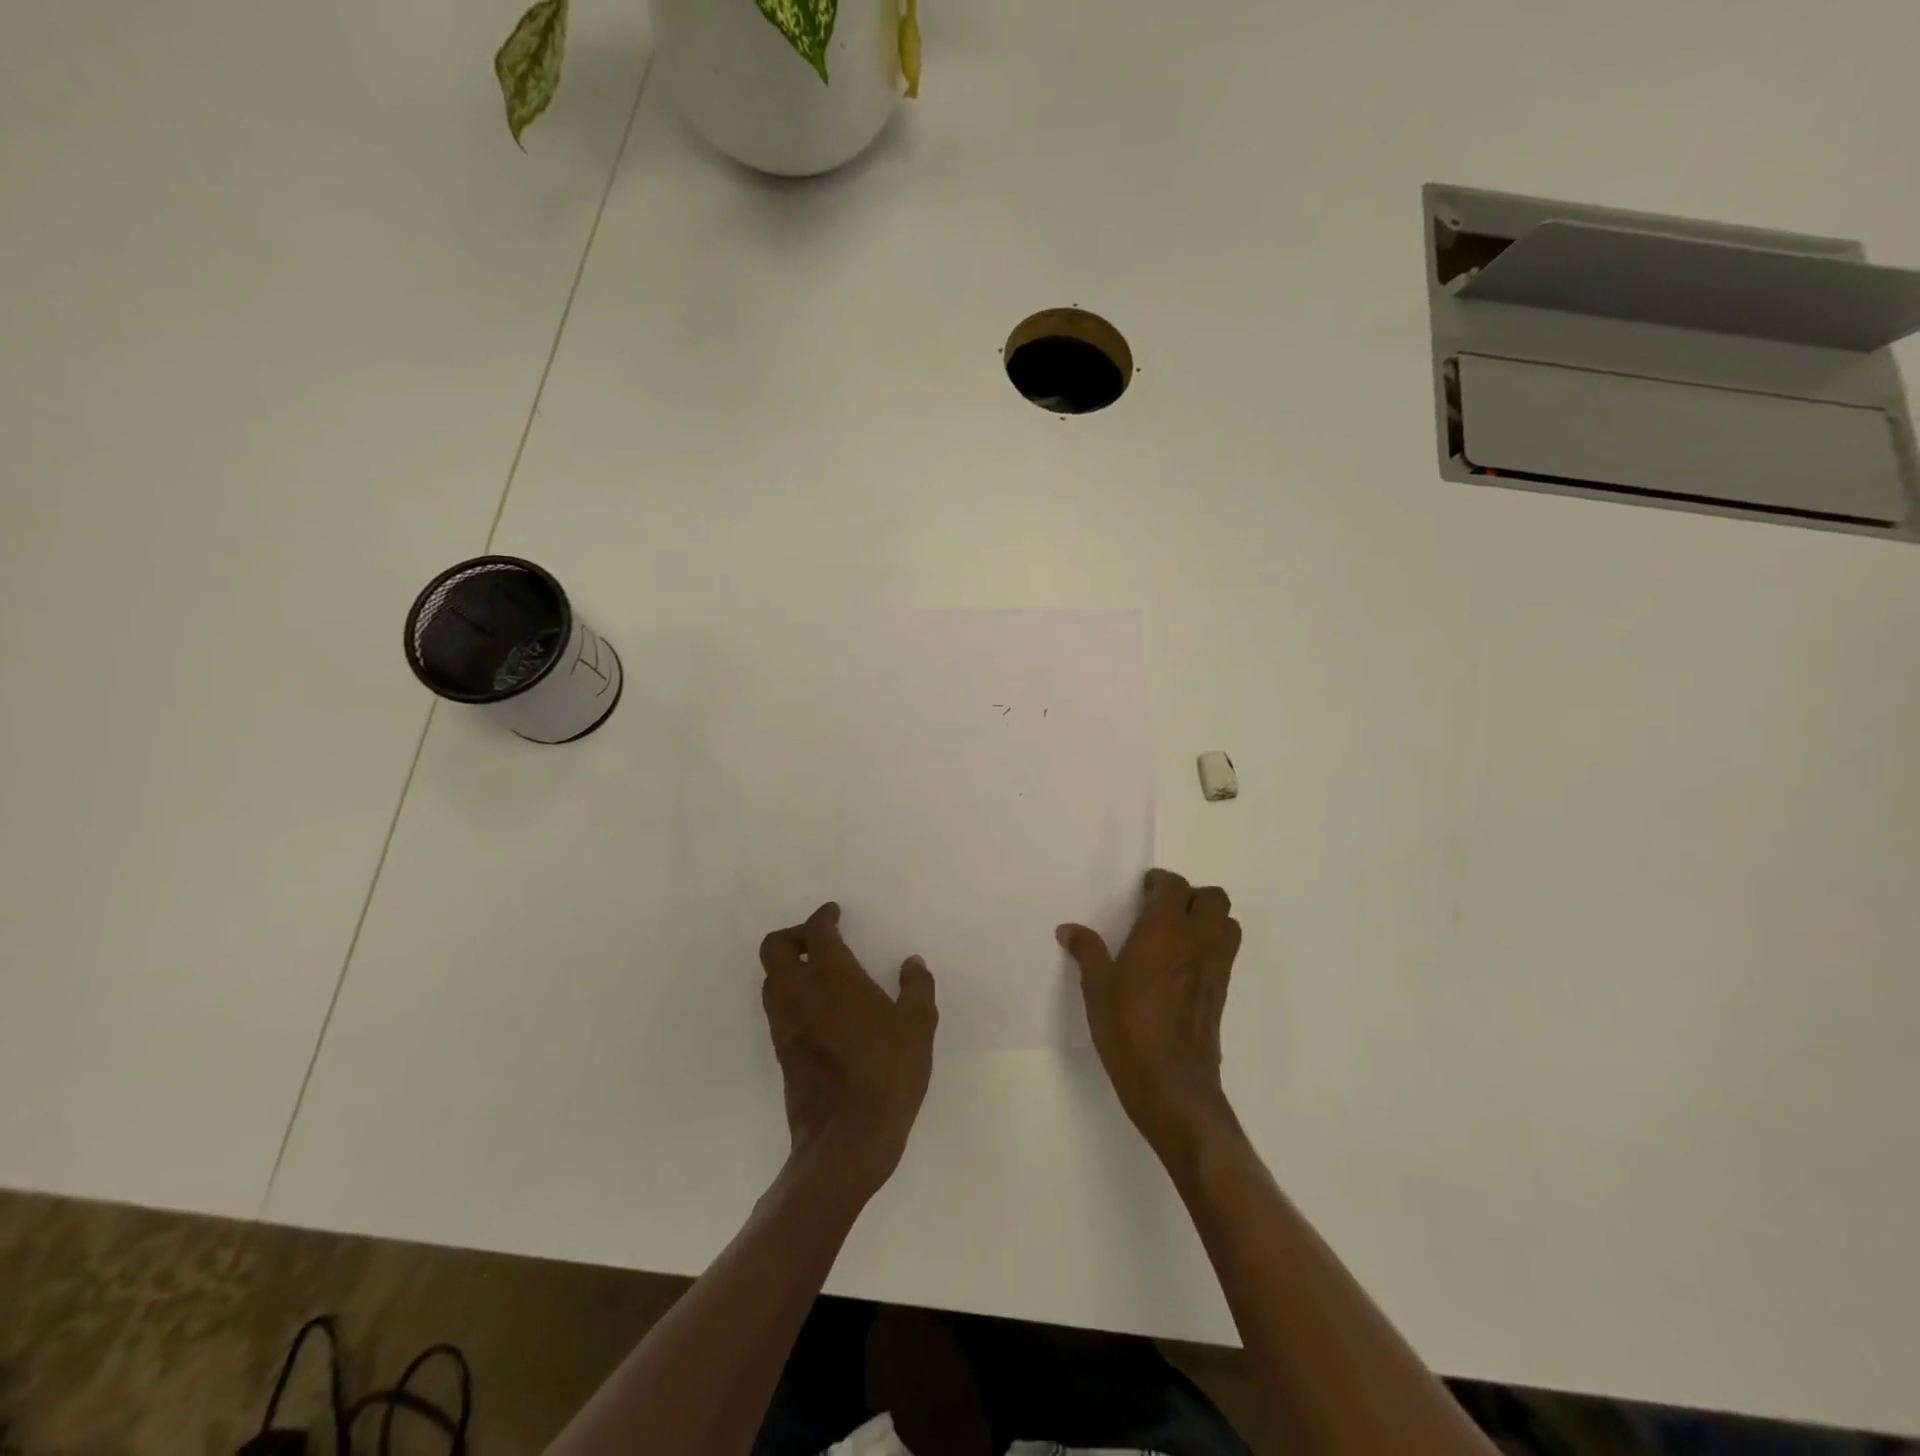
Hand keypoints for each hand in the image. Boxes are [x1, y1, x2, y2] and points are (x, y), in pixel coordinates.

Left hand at [759, 902, 937, 1200]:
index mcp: (833, 977)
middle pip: (776, 948)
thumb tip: (912, 963)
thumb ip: (916, 988)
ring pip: (770, 978)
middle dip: (794, 935)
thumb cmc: (887, 1074)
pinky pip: (777, 1008)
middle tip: (820, 939)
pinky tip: (818, 1009)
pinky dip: (790, 994)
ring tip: (818, 972)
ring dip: (788, 966)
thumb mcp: (918, 1027)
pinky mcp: (781, 1052)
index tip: (834, 913)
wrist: (846, 1141)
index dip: (823, 916)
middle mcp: (800, 993)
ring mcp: (785, 1024)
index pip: (816, 931)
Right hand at [1058, 869, 1241, 1154]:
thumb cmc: (1128, 1029)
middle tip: (1162, 910)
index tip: (1142, 891)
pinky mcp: (1222, 991)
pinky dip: (1211, 945)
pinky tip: (1182, 966)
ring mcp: (1215, 967)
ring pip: (1227, 922)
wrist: (1172, 1084)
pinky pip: (1225, 952)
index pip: (1174, 886)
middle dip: (1190, 896)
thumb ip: (1087, 951)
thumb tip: (1068, 929)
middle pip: (1212, 898)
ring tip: (1177, 934)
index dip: (1159, 882)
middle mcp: (1197, 941)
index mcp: (1164, 931)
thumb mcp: (1097, 988)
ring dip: (1208, 919)